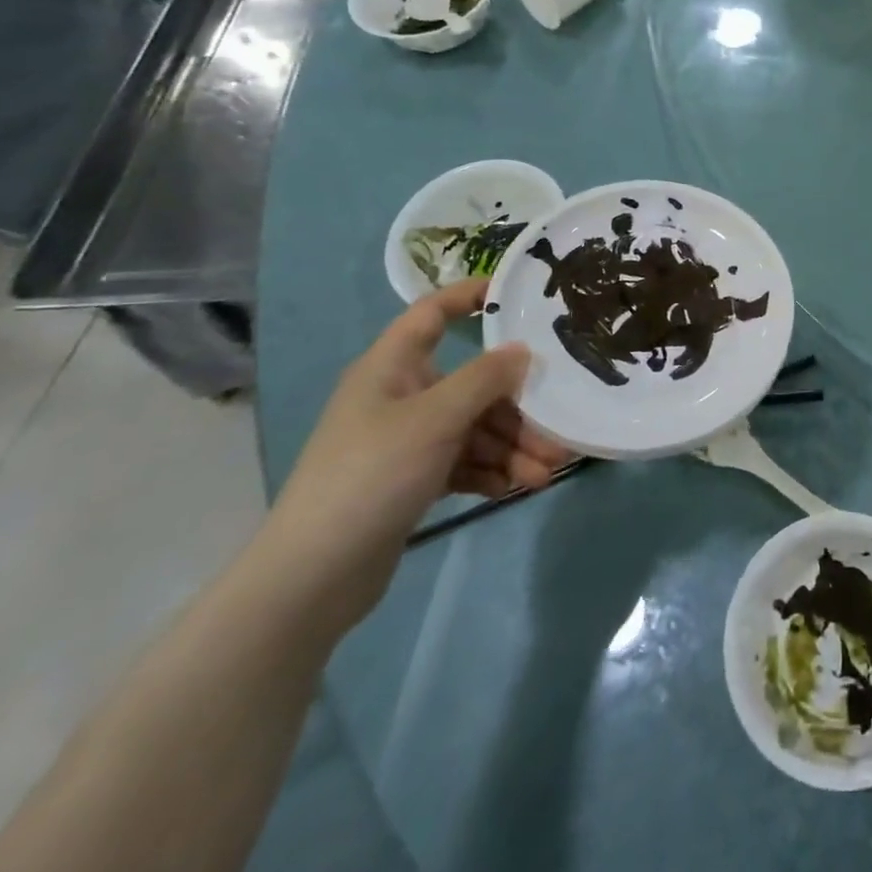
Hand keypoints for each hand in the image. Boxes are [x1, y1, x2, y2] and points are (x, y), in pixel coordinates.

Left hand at [264, 279, 571, 626]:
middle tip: (557, 426)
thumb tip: (522, 350)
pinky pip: (464, 460)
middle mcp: (401, 395)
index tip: (517, 294)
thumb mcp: (435, 419)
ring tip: (546, 472)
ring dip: (512, 445)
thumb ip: (485, 380)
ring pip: (474, 426)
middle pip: (473, 382)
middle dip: (517, 406)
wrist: (314, 577)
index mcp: (392, 367)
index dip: (470, 296)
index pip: (432, 313)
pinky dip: (492, 469)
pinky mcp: (413, 478)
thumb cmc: (372, 475)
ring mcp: (407, 439)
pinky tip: (516, 485)